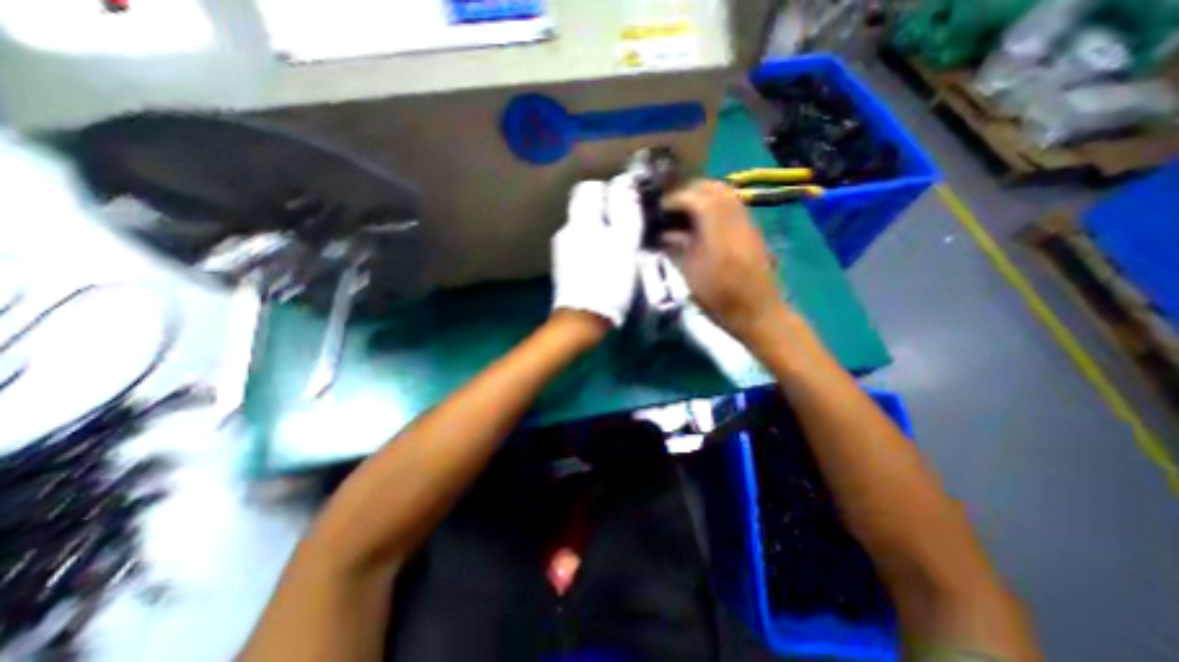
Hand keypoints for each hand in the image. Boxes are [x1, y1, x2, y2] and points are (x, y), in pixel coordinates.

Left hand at [551, 174, 640, 325]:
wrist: (582, 319)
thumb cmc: (608, 280)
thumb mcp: (624, 244)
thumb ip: (625, 211)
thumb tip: (624, 181)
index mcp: (580, 221)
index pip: (589, 188)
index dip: (609, 192)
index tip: (626, 208)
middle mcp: (566, 230)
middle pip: (586, 209)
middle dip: (607, 214)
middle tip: (627, 231)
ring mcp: (562, 249)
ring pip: (585, 229)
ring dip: (601, 233)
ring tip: (619, 251)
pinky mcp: (563, 266)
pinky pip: (581, 246)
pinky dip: (594, 248)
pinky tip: (604, 264)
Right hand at [659, 181, 785, 342]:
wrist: (758, 312)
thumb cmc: (719, 298)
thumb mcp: (691, 275)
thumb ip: (678, 247)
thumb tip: (665, 232)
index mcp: (718, 230)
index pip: (695, 197)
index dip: (674, 198)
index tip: (659, 208)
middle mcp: (735, 219)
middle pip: (713, 188)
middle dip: (689, 191)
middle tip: (670, 206)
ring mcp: (747, 222)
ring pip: (725, 194)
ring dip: (702, 196)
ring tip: (683, 212)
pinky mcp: (752, 230)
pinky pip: (732, 205)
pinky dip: (715, 205)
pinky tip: (702, 222)